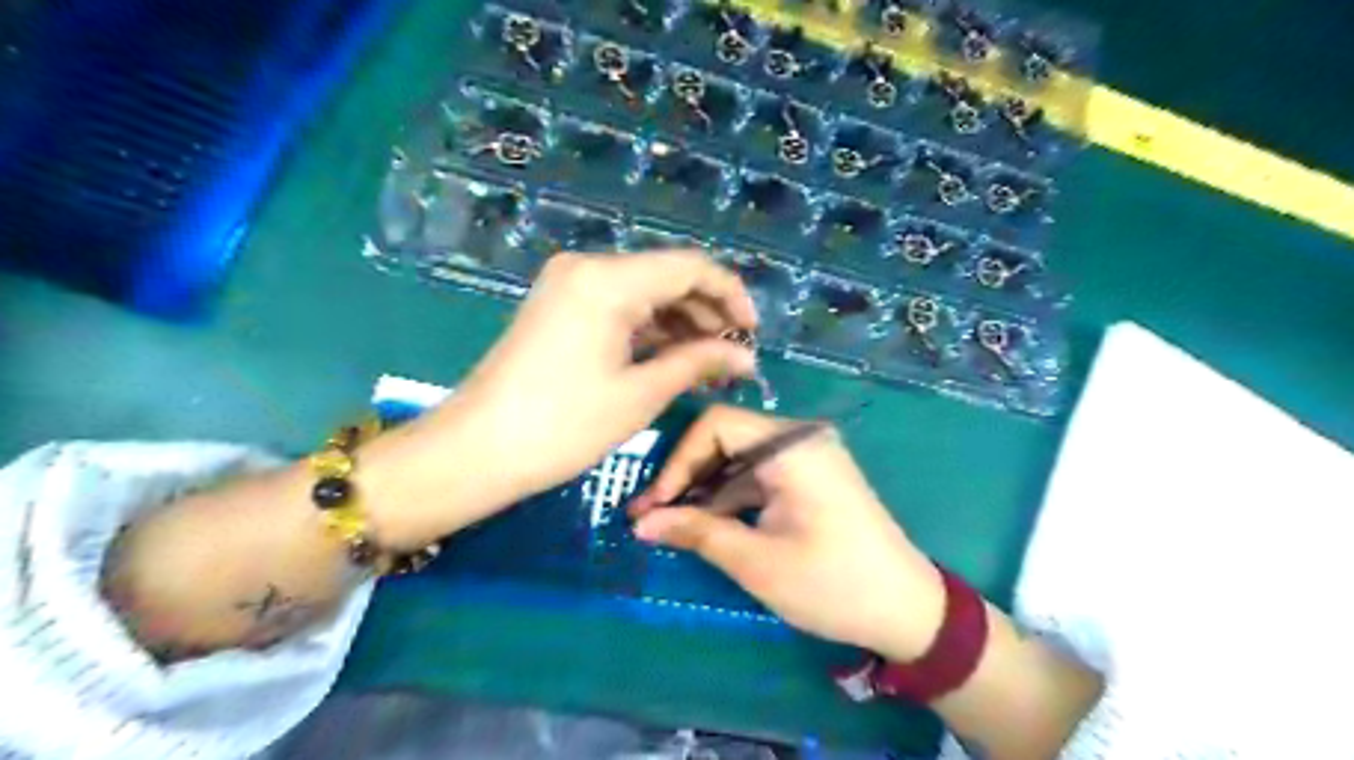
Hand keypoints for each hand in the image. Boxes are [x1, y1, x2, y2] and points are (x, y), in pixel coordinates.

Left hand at [416, 250, 759, 533]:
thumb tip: (746, 357)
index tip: (754, 333)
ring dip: (680, 322)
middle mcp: (588, 267)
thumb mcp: (640, 394)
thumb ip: (698, 363)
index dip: (731, 295)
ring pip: (644, 291)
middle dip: (707, 312)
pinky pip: (618, 305)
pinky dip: (649, 328)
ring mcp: (569, 284)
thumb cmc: (562, 425)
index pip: (690, 267)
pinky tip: (672, 356)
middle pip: (667, 275)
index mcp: (609, 280)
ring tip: (709, 362)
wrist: (475, 449)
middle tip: (735, 355)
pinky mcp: (559, 305)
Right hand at [631, 406, 942, 662]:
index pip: (717, 425)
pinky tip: (706, 523)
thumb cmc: (832, 584)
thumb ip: (697, 533)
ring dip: (705, 489)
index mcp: (792, 446)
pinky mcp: (812, 477)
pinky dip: (731, 496)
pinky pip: (760, 474)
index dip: (678, 460)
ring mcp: (809, 457)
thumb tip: (641, 523)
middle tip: (649, 515)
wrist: (907, 609)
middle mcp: (801, 439)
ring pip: (740, 458)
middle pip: (727, 438)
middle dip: (686, 476)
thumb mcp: (757, 561)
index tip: (655, 504)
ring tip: (668, 524)